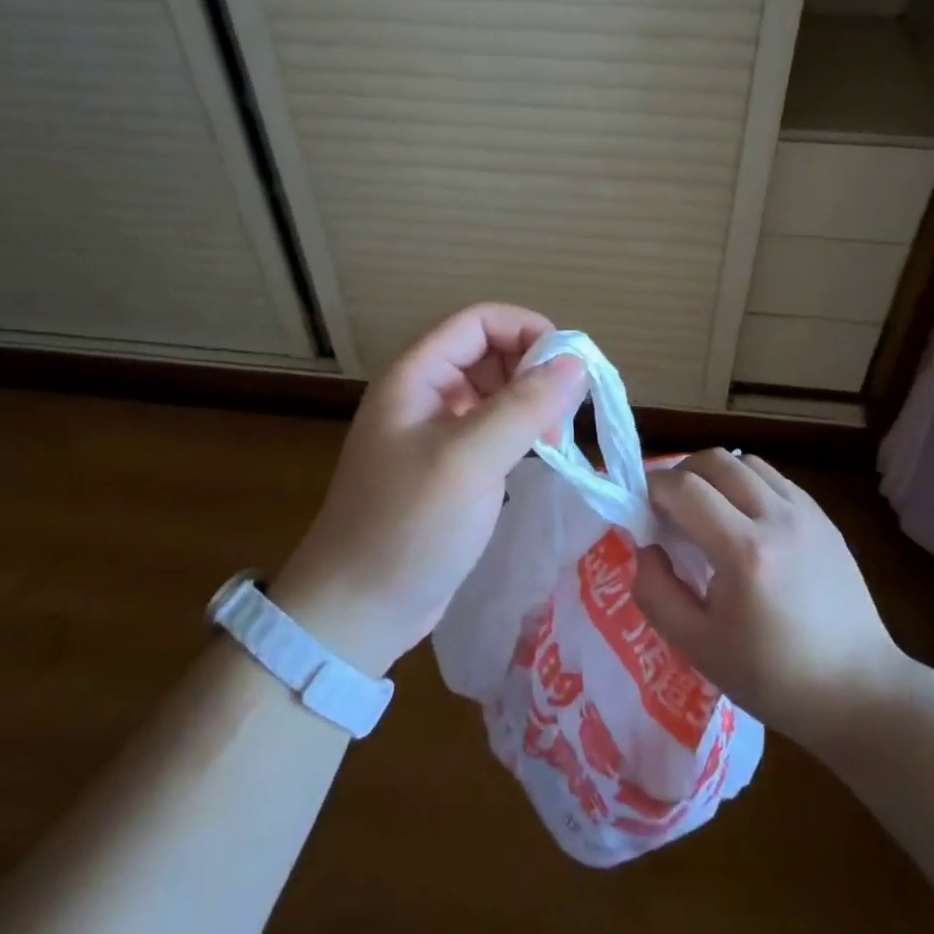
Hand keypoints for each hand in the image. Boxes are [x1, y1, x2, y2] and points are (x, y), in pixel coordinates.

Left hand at [271, 304, 586, 678]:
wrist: (357, 611)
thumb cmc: (408, 526)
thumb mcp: (469, 460)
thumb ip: (524, 406)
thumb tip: (576, 362)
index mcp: (416, 377)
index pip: (477, 322)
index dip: (526, 329)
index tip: (570, 363)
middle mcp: (424, 395)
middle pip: (488, 352)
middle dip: (533, 369)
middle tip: (567, 410)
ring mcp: (435, 432)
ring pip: (494, 392)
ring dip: (531, 402)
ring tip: (557, 438)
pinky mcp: (448, 467)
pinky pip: (492, 429)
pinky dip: (521, 432)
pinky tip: (541, 455)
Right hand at [631, 450, 911, 748]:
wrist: (857, 690)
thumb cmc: (772, 677)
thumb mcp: (696, 646)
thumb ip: (655, 591)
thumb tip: (645, 545)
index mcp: (744, 552)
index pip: (684, 488)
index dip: (652, 488)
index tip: (640, 508)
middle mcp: (777, 518)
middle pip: (715, 460)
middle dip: (681, 473)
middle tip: (669, 508)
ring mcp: (806, 513)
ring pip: (746, 462)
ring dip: (716, 475)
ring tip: (707, 511)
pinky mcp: (824, 518)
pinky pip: (774, 479)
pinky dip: (747, 485)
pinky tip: (744, 522)